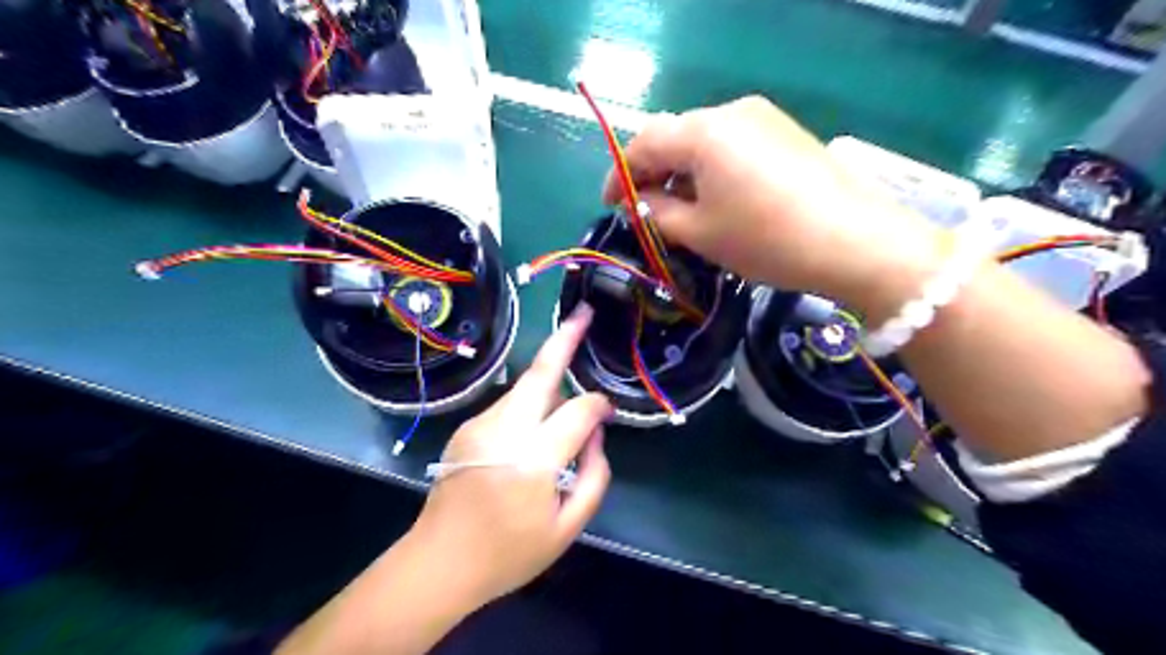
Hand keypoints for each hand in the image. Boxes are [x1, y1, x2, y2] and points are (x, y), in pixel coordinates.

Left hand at [410, 303, 612, 605]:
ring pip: (524, 386)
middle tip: (583, 313)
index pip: (577, 412)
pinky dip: (530, 404)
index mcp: (532, 461)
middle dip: (564, 339)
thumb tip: (596, 433)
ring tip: (567, 386)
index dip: (598, 406)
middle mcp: (502, 431)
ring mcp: (479, 425)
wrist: (438, 563)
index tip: (608, 413)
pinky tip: (534, 428)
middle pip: (539, 374)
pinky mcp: (467, 427)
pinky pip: (510, 403)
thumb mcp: (567, 528)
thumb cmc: (508, 554)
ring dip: (550, 379)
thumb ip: (594, 475)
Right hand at [605, 94, 949, 312]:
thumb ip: (658, 212)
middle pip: (673, 136)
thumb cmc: (765, 239)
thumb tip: (640, 202)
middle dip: (651, 172)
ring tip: (678, 209)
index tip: (609, 205)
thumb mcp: (700, 232)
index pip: (643, 144)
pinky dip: (710, 169)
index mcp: (702, 132)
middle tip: (642, 209)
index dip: (619, 175)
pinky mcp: (784, 132)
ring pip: (702, 141)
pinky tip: (714, 198)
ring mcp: (762, 118)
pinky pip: (731, 145)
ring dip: (681, 171)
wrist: (855, 241)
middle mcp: (730, 112)